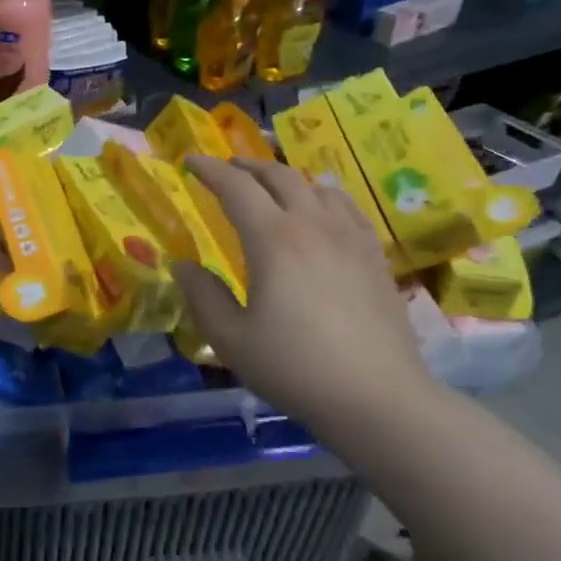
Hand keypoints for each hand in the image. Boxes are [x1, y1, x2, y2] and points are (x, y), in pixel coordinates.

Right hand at [176, 156, 432, 426]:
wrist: (378, 398)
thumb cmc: (295, 368)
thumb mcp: (231, 339)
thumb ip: (202, 296)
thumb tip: (181, 266)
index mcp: (273, 240)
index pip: (236, 188)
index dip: (210, 171)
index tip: (189, 162)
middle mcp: (313, 226)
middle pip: (279, 177)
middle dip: (247, 166)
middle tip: (225, 168)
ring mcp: (350, 239)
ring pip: (317, 187)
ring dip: (286, 178)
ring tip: (270, 186)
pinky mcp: (374, 257)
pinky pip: (347, 209)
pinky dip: (323, 197)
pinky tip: (321, 210)